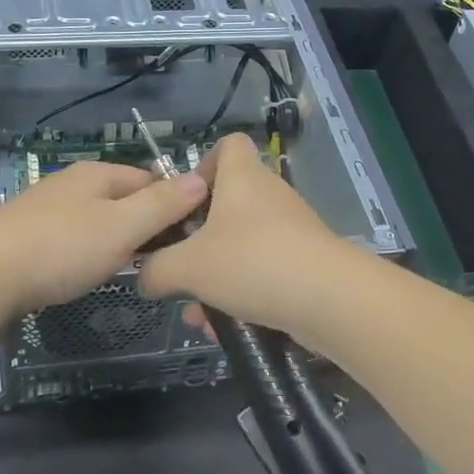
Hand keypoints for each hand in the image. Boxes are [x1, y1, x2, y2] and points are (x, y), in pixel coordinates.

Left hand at [0, 160, 206, 324]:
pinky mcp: (29, 236)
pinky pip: (74, 239)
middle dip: (148, 225)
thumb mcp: (121, 226)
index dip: (177, 204)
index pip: (152, 179)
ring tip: (134, 271)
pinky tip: (88, 273)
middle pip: (125, 199)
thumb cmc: (60, 249)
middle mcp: (73, 184)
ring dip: (119, 241)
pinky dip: (89, 253)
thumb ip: (163, 204)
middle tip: (166, 261)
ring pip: (99, 220)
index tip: (192, 237)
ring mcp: (48, 209)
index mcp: (99, 174)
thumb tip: (202, 178)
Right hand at [139, 134, 364, 340]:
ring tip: (197, 313)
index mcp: (243, 177)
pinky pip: (263, 270)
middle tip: (180, 262)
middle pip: (230, 202)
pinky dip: (242, 293)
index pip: (229, 144)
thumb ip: (157, 269)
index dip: (204, 164)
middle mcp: (269, 195)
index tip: (184, 200)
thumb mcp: (188, 267)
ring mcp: (291, 229)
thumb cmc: (252, 262)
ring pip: (243, 244)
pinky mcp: (305, 261)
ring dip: (217, 274)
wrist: (329, 299)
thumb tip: (144, 275)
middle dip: (201, 236)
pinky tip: (225, 329)